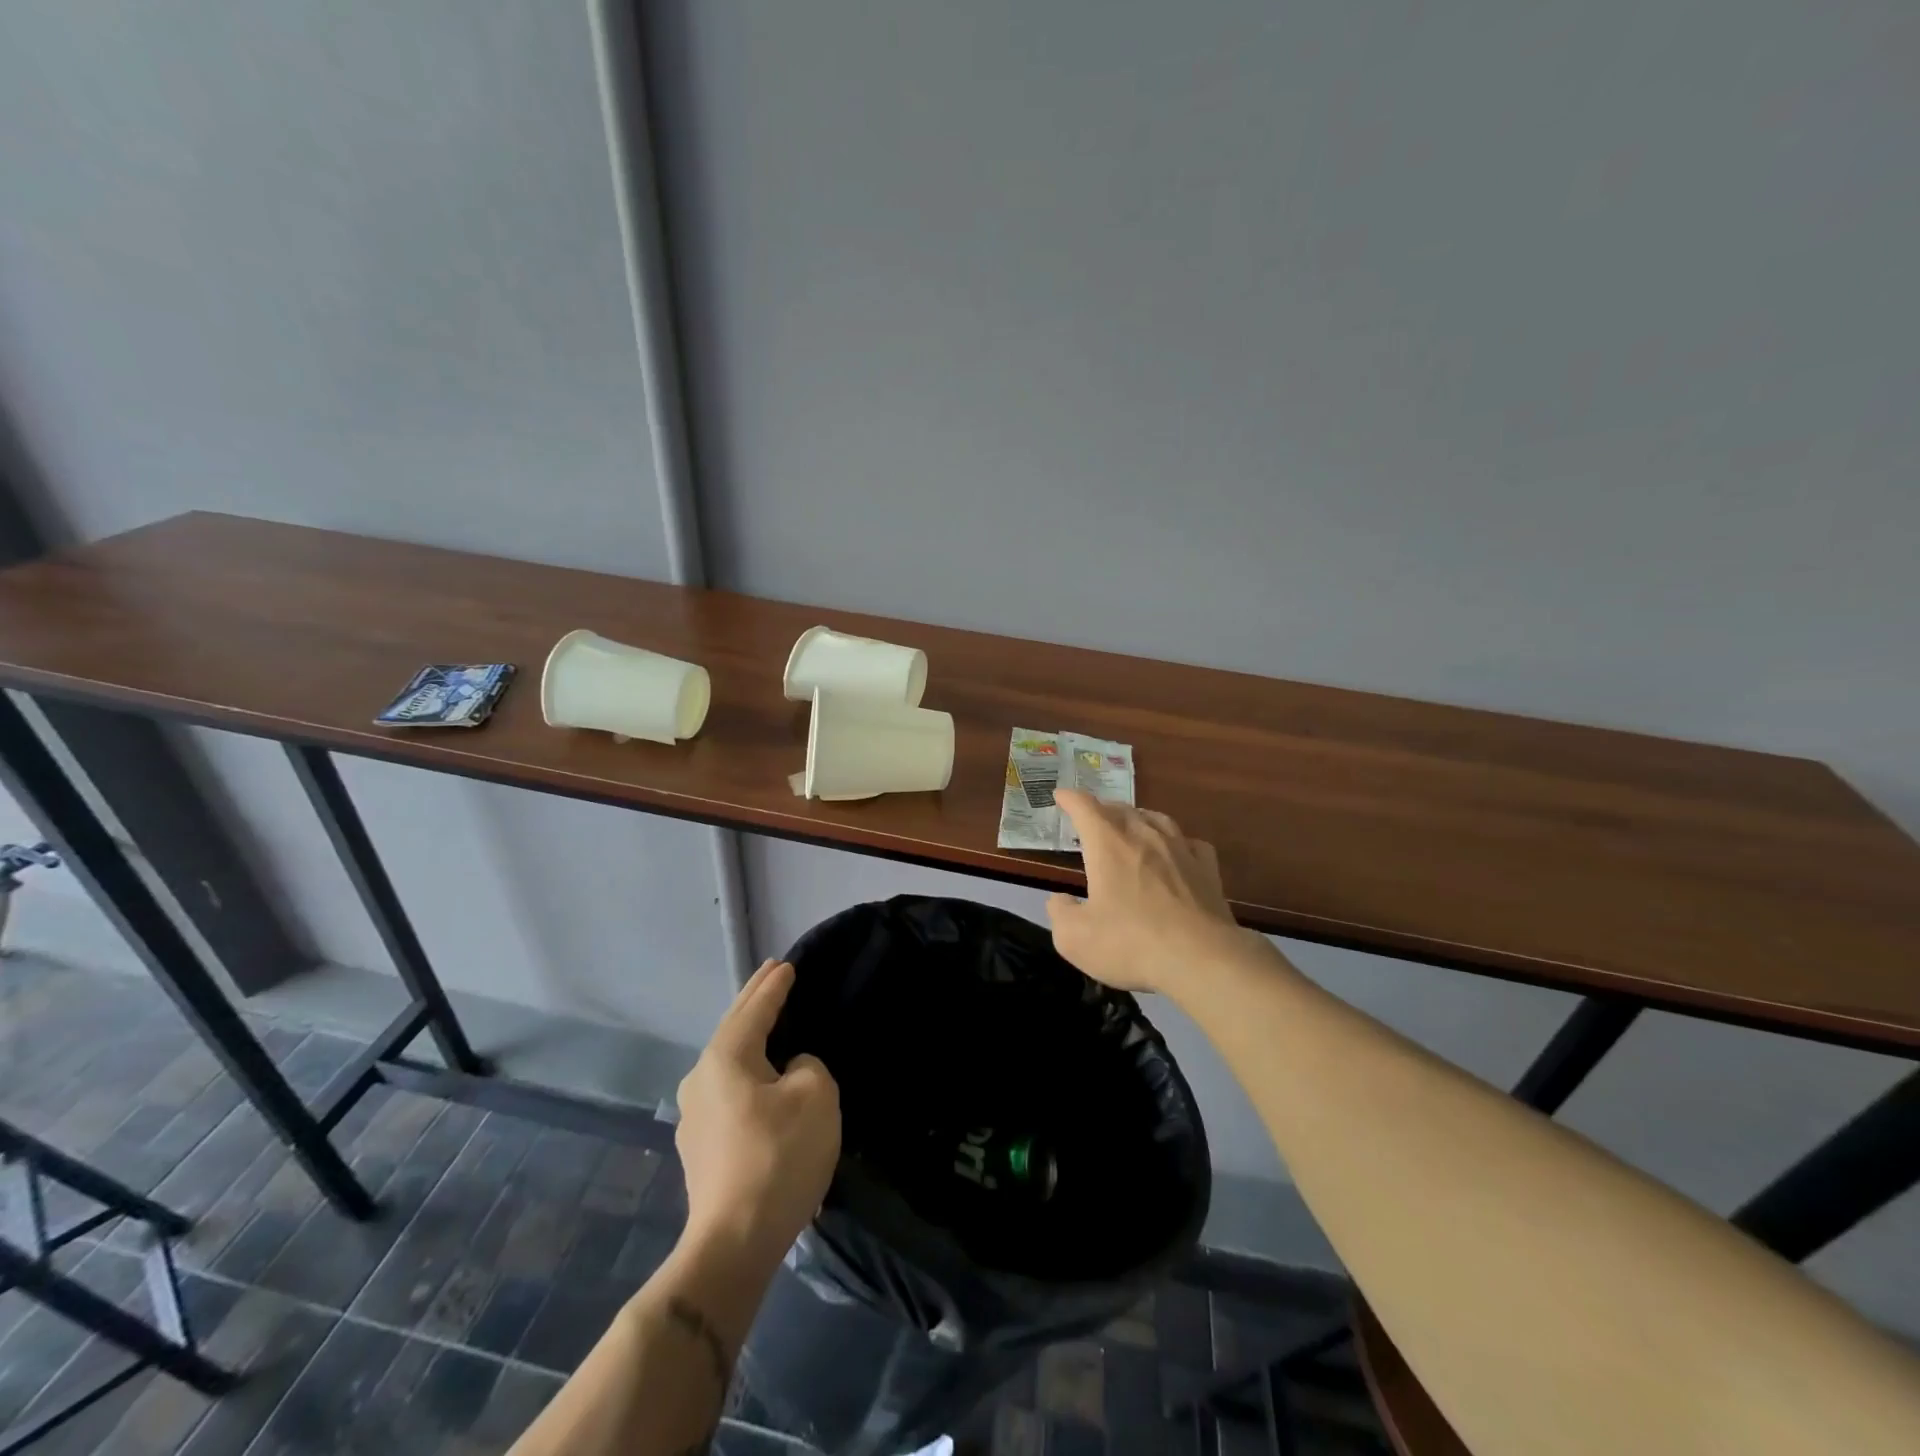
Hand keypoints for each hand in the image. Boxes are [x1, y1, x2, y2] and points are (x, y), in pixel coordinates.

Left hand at [675, 959, 840, 1262]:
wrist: (733, 1243)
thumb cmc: (779, 1157)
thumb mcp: (815, 1096)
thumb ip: (806, 1066)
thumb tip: (788, 1071)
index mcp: (725, 1058)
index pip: (755, 1008)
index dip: (774, 986)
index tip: (786, 964)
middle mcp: (700, 1079)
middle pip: (733, 1028)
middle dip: (754, 1001)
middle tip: (772, 975)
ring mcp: (693, 1116)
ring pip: (728, 1062)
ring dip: (749, 1038)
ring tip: (768, 1022)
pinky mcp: (699, 1148)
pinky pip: (728, 1091)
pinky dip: (746, 1072)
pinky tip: (760, 1080)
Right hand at [1046, 790, 1243, 995]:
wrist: (1201, 960)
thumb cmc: (1131, 943)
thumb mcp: (1074, 938)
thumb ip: (1060, 913)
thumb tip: (1059, 900)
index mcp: (1108, 844)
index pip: (1085, 808)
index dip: (1070, 799)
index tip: (1061, 795)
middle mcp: (1144, 836)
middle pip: (1120, 809)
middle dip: (1102, 809)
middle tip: (1092, 817)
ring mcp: (1180, 850)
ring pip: (1156, 819)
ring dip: (1138, 818)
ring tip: (1132, 824)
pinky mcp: (1207, 870)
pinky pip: (1190, 843)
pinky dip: (1177, 841)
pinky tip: (1177, 851)